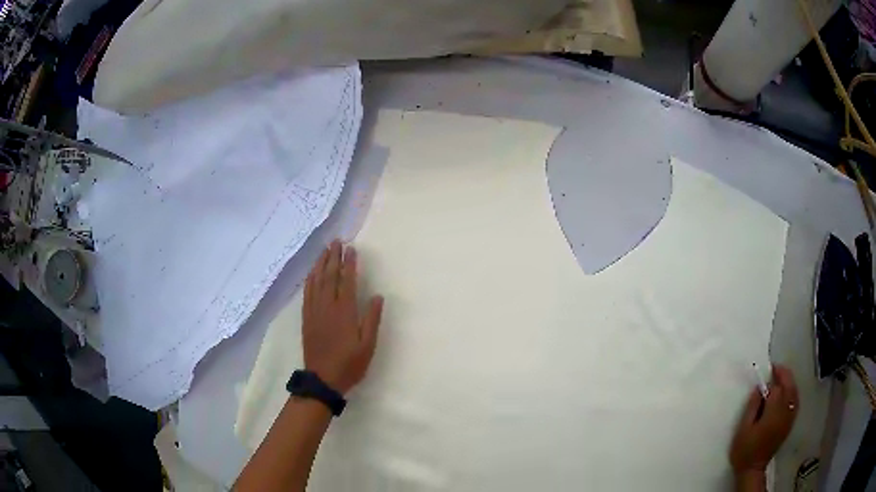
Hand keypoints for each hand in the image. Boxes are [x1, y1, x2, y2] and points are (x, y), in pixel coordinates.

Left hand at [302, 240, 383, 394]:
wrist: (323, 379)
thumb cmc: (349, 364)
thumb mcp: (368, 345)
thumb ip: (372, 320)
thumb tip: (377, 296)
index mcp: (344, 312)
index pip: (346, 281)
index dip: (349, 263)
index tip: (351, 248)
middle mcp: (327, 307)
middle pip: (330, 276)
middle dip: (334, 257)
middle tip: (336, 241)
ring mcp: (314, 311)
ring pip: (316, 281)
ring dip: (321, 264)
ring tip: (325, 250)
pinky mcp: (306, 318)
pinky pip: (307, 293)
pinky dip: (310, 279)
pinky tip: (312, 272)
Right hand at [729, 365, 798, 475]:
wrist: (753, 469)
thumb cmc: (745, 449)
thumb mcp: (743, 429)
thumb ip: (752, 406)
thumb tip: (759, 388)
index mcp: (773, 412)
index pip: (777, 388)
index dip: (773, 378)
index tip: (767, 372)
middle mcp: (785, 412)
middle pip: (789, 386)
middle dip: (784, 375)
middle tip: (775, 369)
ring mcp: (789, 417)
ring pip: (794, 392)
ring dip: (789, 382)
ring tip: (781, 378)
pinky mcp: (790, 423)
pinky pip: (795, 402)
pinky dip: (793, 393)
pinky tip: (787, 393)